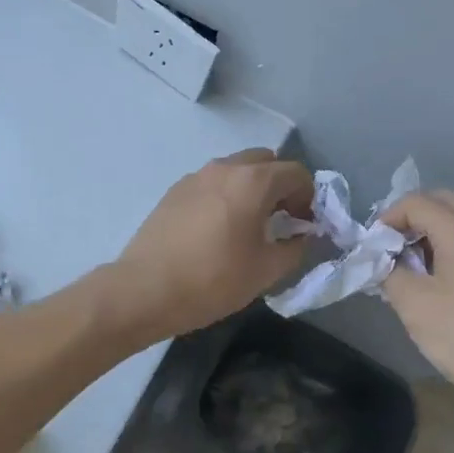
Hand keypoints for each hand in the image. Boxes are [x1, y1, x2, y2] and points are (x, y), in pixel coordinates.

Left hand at [112, 149, 313, 341]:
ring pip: (237, 169)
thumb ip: (295, 248)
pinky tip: (218, 229)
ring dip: (253, 188)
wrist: (144, 290)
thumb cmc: (212, 281)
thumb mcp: (266, 271)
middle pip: (266, 162)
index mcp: (253, 181)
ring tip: (250, 225)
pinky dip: (226, 194)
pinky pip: (213, 182)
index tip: (305, 224)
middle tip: (282, 220)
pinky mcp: (175, 190)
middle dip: (281, 186)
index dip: (309, 197)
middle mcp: (225, 168)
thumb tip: (304, 236)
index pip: (296, 173)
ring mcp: (196, 176)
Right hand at [380, 191, 453, 427]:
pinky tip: (443, 282)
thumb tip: (384, 260)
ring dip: (433, 232)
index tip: (373, 247)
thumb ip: (390, 271)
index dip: (387, 218)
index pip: (415, 202)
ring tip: (413, 268)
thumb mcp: (414, 306)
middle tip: (391, 250)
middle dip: (411, 219)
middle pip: (443, 202)